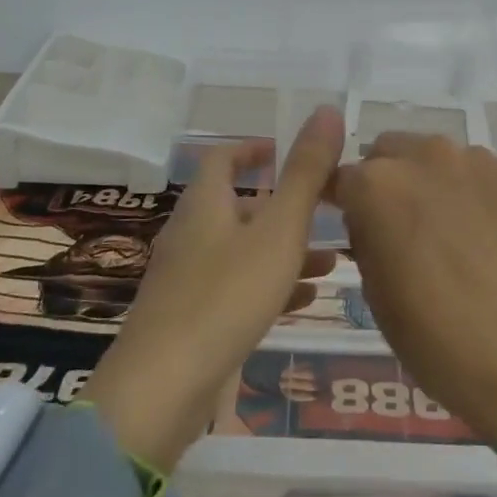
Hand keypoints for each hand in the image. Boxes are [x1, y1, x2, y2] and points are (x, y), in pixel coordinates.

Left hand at [84, 107, 343, 471]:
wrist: (163, 387)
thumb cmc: (226, 295)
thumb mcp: (279, 229)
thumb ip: (306, 172)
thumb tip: (326, 109)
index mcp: (205, 204)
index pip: (223, 158)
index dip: (254, 150)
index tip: (286, 153)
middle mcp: (191, 233)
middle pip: (238, 206)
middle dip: (283, 206)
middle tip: (327, 213)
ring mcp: (187, 278)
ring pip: (242, 249)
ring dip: (283, 249)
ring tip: (332, 261)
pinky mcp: (190, 319)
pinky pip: (235, 288)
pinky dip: (269, 284)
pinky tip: (303, 301)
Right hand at [331, 135, 496, 444]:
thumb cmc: (434, 335)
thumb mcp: (374, 291)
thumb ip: (364, 236)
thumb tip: (369, 219)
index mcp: (376, 186)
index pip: (341, 177)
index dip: (342, 201)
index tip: (350, 222)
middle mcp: (421, 156)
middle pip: (386, 153)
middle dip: (383, 181)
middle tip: (398, 224)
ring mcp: (471, 160)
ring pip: (431, 155)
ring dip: (425, 179)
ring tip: (444, 225)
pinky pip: (471, 169)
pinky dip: (465, 188)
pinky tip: (479, 227)